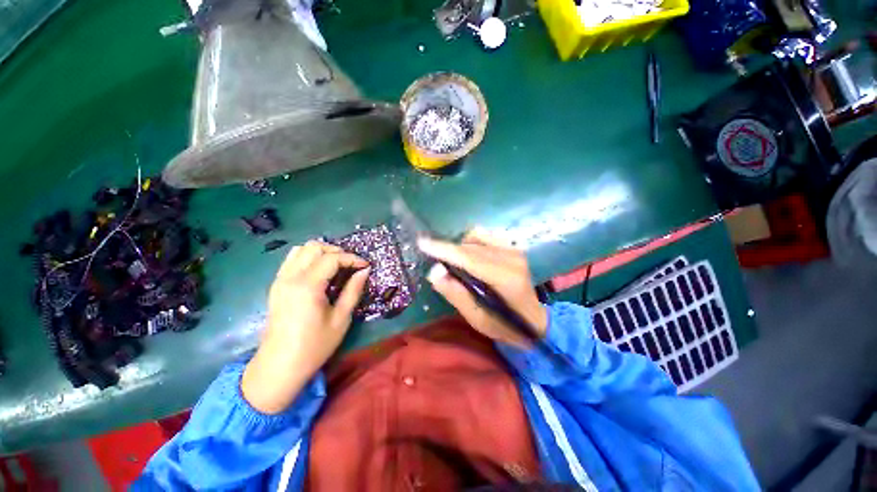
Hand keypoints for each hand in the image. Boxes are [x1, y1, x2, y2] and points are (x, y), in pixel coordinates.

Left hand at [242, 240, 368, 413]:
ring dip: (321, 252)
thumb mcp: (341, 319)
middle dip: (337, 251)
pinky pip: (291, 260)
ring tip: (336, 266)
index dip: (352, 258)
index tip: (366, 266)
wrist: (279, 367)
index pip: (332, 258)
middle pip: (314, 247)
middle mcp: (291, 277)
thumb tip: (364, 271)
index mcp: (307, 286)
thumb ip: (353, 291)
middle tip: (351, 265)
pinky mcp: (276, 286)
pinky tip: (320, 272)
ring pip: (301, 249)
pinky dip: (308, 258)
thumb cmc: (314, 346)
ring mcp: (280, 280)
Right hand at [418, 229, 546, 348]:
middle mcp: (511, 258)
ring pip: (476, 238)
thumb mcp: (476, 318)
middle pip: (470, 247)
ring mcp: (514, 250)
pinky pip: (484, 236)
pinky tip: (469, 256)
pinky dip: (471, 243)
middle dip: (448, 251)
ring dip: (460, 248)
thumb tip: (435, 270)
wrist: (534, 320)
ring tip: (457, 265)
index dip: (444, 250)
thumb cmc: (503, 324)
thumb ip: (455, 294)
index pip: (469, 258)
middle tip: (435, 261)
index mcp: (505, 279)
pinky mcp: (513, 247)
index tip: (422, 243)